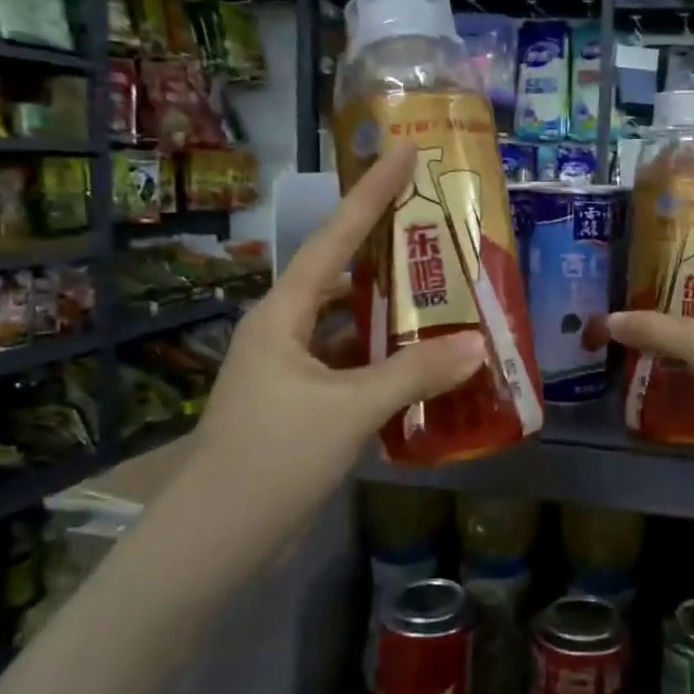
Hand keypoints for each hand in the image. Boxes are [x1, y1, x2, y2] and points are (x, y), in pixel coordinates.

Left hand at [191, 141, 484, 494]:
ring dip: (392, 313)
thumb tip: (478, 345)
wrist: (215, 541)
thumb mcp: (348, 410)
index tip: (402, 151)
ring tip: (444, 293)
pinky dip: (388, 361)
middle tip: (437, 227)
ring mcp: (292, 370)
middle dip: (387, 251)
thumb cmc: (273, 458)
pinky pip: (354, 366)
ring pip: (351, 325)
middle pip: (343, 275)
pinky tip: (425, 364)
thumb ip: (414, 374)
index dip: (370, 193)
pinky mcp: (303, 405)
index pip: (334, 238)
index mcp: (283, 315)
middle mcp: (284, 331)